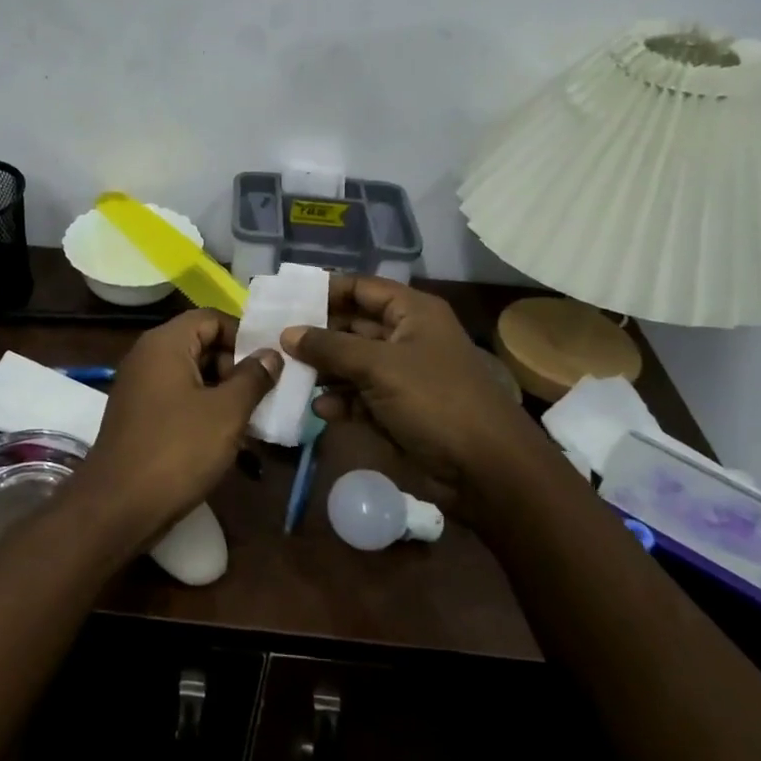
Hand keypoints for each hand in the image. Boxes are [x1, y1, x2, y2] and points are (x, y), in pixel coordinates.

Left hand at [73, 310, 280, 547]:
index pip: (212, 318)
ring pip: (193, 376)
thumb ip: (253, 378)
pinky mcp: (141, 416)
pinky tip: (229, 438)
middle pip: (202, 344)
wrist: (119, 506)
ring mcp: (141, 388)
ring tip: (254, 420)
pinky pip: (179, 399)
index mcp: (165, 343)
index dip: (244, 336)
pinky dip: (204, 411)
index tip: (270, 364)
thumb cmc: (177, 450)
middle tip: (265, 396)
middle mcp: (148, 357)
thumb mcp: (227, 412)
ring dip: (224, 393)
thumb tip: (270, 355)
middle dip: (236, 367)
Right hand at [282, 276, 551, 495]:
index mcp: (412, 313)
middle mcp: (405, 338)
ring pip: (350, 364)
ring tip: (286, 375)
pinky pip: (358, 397)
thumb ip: (330, 347)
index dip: (325, 290)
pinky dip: (339, 401)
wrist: (486, 472)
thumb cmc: (435, 401)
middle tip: (273, 340)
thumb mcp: (379, 366)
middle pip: (351, 326)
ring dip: (322, 371)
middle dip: (316, 335)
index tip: (285, 299)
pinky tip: (318, 409)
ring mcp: (400, 376)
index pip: (361, 288)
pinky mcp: (396, 411)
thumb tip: (287, 333)